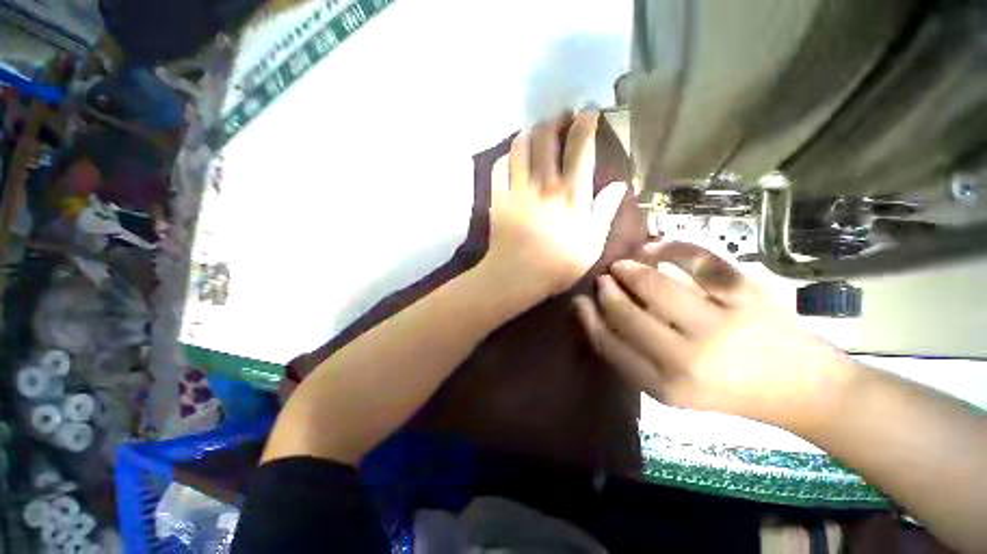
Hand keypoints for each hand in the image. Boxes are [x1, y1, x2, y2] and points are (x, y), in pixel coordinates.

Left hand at [483, 111, 626, 297]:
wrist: (516, 276)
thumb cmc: (558, 265)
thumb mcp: (592, 244)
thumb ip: (605, 212)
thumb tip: (619, 185)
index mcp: (571, 194)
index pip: (580, 146)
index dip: (585, 122)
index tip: (589, 111)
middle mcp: (544, 184)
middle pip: (546, 137)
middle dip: (555, 119)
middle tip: (561, 116)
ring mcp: (517, 189)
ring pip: (520, 146)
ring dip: (530, 131)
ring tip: (537, 130)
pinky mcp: (499, 198)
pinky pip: (499, 167)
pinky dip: (507, 156)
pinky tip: (513, 157)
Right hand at [573, 241, 855, 432]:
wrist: (802, 390)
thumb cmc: (728, 391)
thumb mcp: (670, 388)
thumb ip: (631, 356)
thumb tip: (594, 313)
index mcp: (666, 386)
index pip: (609, 344)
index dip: (588, 318)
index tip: (580, 300)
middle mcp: (689, 358)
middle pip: (626, 313)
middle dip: (606, 291)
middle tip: (602, 278)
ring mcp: (721, 325)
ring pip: (655, 285)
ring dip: (629, 270)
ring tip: (622, 265)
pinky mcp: (748, 297)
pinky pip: (698, 261)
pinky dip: (671, 248)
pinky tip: (655, 248)